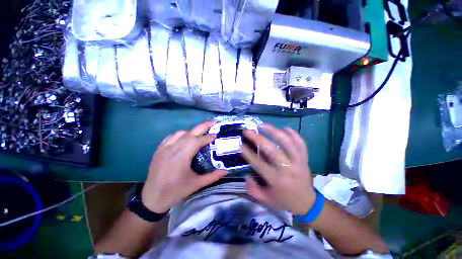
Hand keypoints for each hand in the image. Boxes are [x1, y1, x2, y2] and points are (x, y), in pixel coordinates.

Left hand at [141, 121, 226, 212]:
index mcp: (181, 157)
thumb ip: (212, 177)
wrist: (152, 198)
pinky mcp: (159, 150)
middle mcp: (172, 149)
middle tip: (213, 121)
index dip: (208, 137)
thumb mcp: (196, 185)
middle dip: (203, 126)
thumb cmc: (175, 191)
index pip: (197, 141)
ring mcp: (164, 148)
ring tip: (201, 132)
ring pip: (180, 133)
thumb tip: (225, 171)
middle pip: (190, 133)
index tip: (216, 134)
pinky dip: (181, 134)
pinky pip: (171, 136)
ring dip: (192, 131)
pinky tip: (185, 137)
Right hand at [241, 124, 314, 214]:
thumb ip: (253, 189)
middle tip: (248, 131)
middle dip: (257, 138)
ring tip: (263, 125)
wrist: (307, 203)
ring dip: (274, 131)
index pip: (258, 163)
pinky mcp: (305, 158)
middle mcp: (287, 169)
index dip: (247, 153)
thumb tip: (246, 175)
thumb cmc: (284, 200)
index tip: (240, 144)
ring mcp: (298, 162)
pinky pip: (301, 143)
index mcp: (276, 179)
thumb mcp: (266, 200)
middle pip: (271, 150)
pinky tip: (286, 128)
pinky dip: (294, 134)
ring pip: (287, 142)